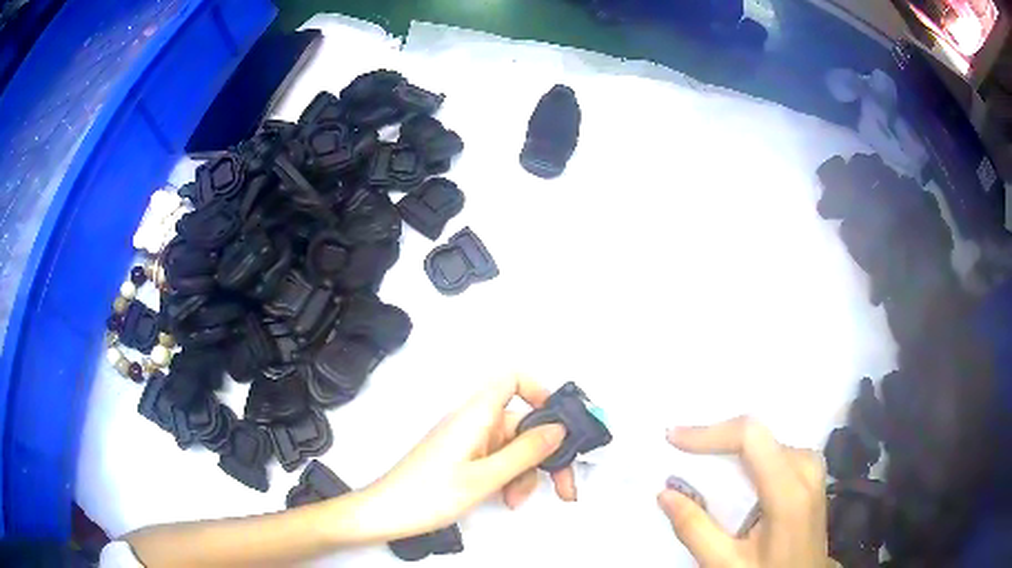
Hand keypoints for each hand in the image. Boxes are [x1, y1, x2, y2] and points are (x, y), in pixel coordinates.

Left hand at [358, 376, 576, 539]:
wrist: (386, 514)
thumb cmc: (427, 495)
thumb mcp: (485, 478)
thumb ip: (525, 452)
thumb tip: (559, 429)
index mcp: (475, 415)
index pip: (513, 380)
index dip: (541, 392)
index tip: (560, 424)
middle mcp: (473, 422)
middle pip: (522, 423)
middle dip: (545, 454)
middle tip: (564, 484)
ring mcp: (468, 441)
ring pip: (513, 447)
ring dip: (525, 473)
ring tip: (517, 499)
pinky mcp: (463, 458)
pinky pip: (497, 460)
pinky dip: (508, 478)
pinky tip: (505, 498)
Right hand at [659, 417, 829, 566]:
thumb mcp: (727, 563)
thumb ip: (695, 530)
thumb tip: (665, 493)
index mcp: (789, 491)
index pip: (752, 438)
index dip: (711, 432)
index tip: (674, 439)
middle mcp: (806, 466)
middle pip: (757, 435)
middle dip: (716, 441)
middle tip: (681, 454)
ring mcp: (812, 466)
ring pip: (765, 441)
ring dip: (730, 449)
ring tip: (700, 463)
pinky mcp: (811, 471)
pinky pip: (774, 450)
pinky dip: (746, 456)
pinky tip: (731, 474)